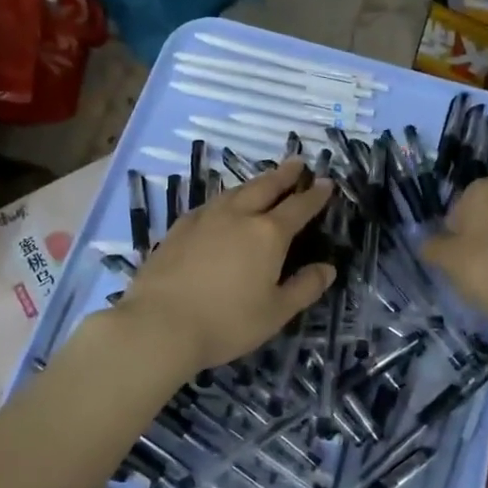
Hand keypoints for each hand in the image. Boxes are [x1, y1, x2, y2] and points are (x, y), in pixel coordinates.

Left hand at [116, 159, 336, 373]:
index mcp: (268, 234)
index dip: (315, 195)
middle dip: (284, 174)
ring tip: (264, 180)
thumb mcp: (275, 313)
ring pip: (236, 191)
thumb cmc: (226, 322)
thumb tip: (328, 269)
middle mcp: (238, 216)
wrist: (159, 324)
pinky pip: (210, 203)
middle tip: (297, 163)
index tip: (327, 183)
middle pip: (265, 187)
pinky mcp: (179, 228)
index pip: (298, 207)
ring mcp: (205, 218)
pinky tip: (222, 205)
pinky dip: (226, 198)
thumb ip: (304, 288)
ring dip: (255, 182)